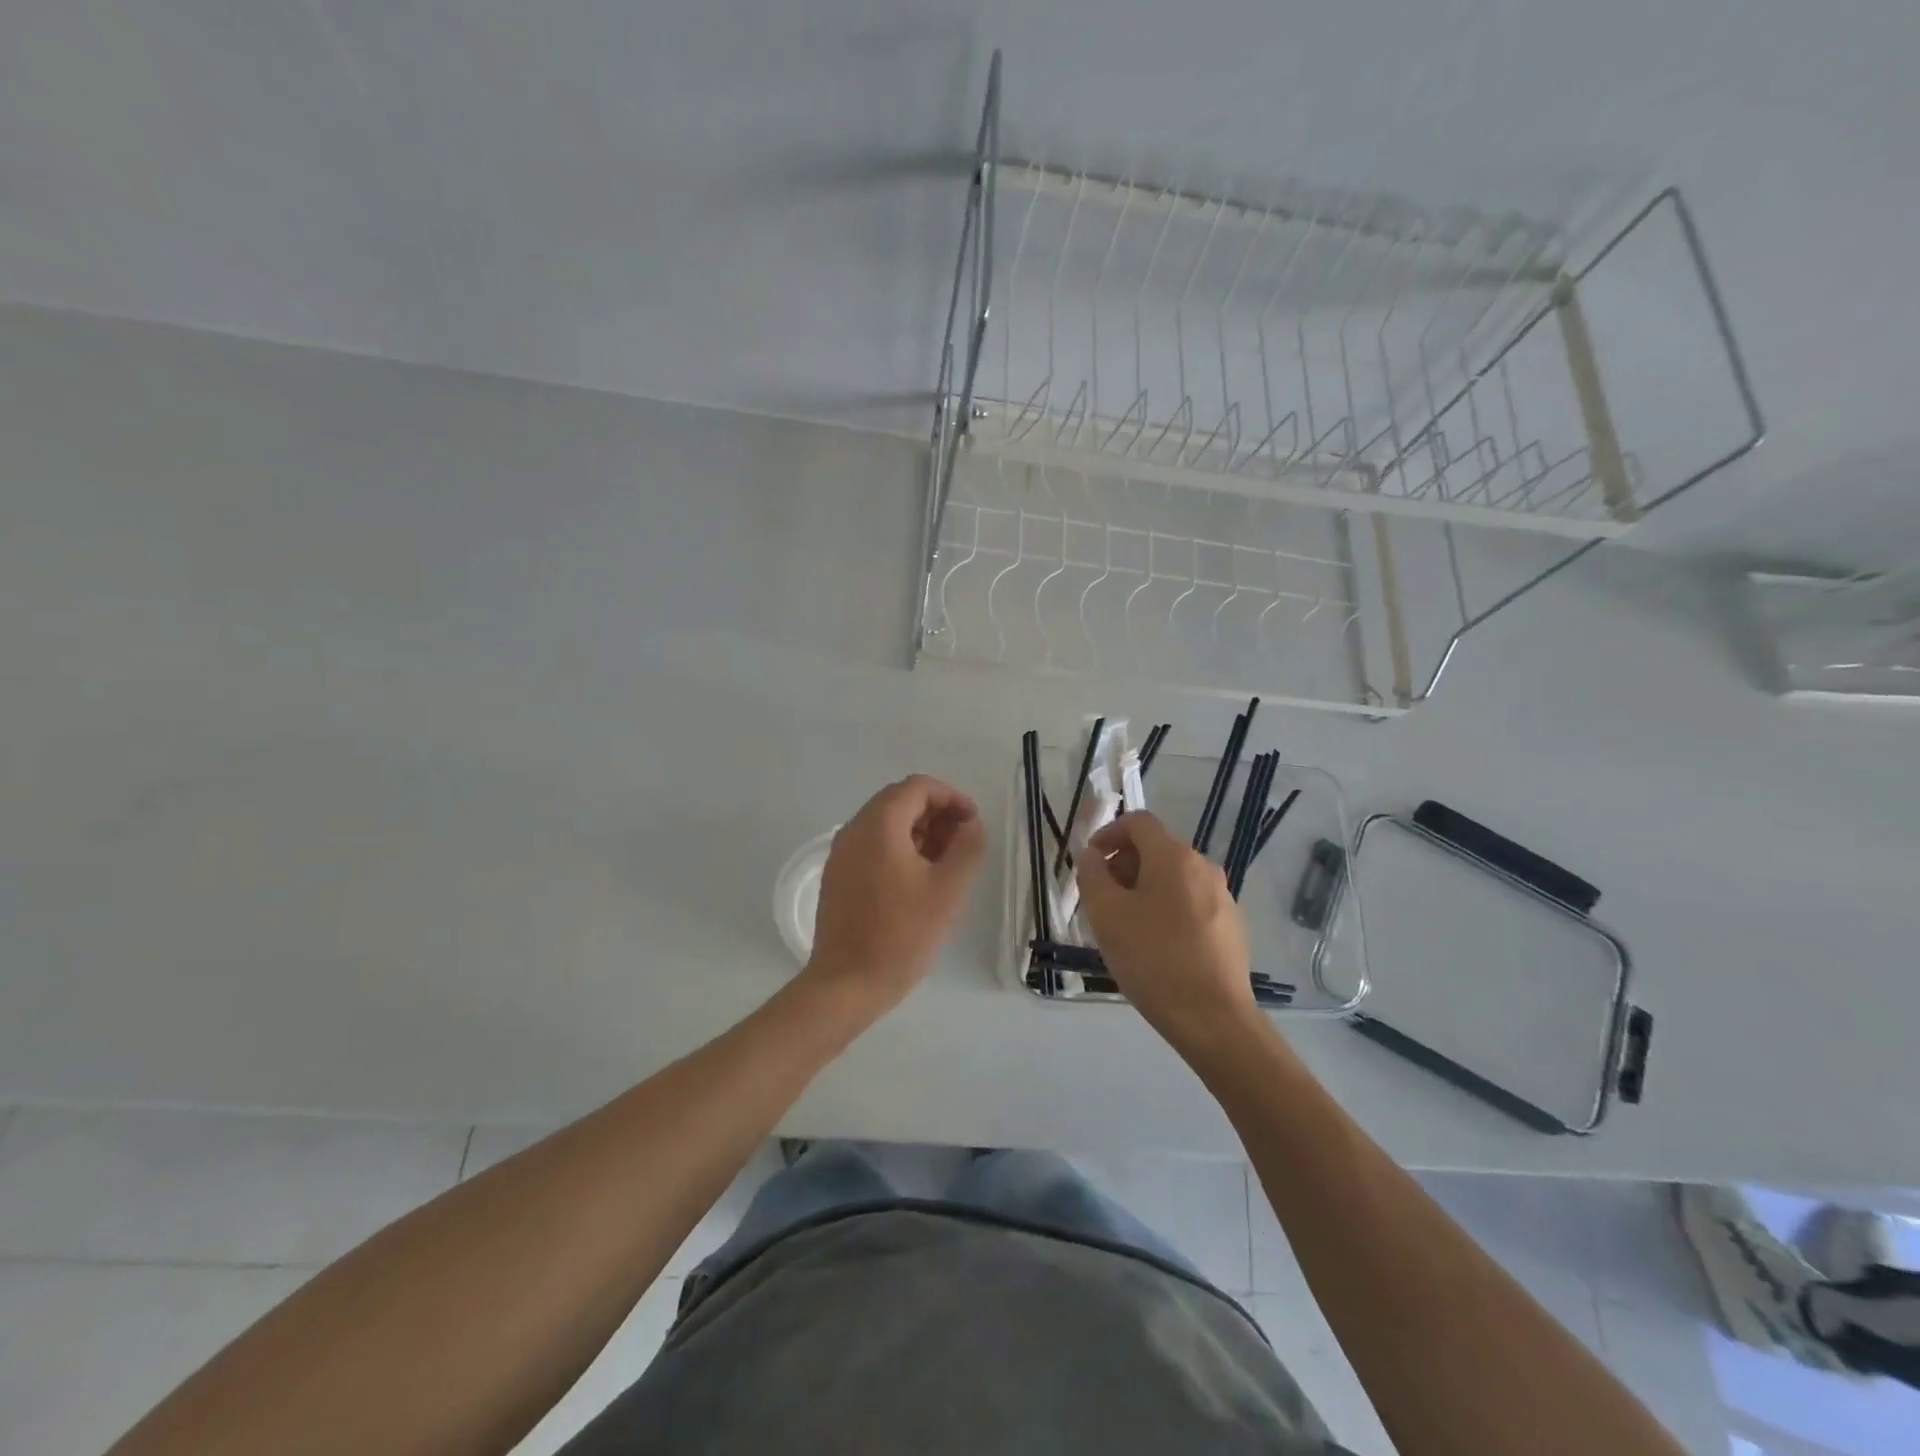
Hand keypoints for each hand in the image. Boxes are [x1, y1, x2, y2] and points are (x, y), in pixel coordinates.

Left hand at [804, 774, 984, 1012]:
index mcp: (879, 825)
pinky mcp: (837, 876)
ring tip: (945, 863)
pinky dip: (898, 848)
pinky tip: (918, 880)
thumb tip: (970, 825)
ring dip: (919, 832)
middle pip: (899, 801)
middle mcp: (854, 829)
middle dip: (936, 814)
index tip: (973, 823)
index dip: (951, 797)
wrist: (846, 984)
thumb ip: (967, 847)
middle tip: (962, 843)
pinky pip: (872, 846)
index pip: (918, 787)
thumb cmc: (901, 935)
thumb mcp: (948, 890)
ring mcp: (841, 853)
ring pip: (885, 824)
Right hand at [1074, 812, 1260, 1057]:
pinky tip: (1156, 947)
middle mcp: (1203, 867)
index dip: (1108, 833)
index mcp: (1173, 857)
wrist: (1213, 1019)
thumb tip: (1090, 855)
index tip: (1089, 862)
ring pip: (1173, 878)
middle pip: (1156, 849)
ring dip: (1143, 889)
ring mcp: (1222, 897)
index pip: (1138, 822)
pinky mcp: (1232, 926)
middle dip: (1123, 865)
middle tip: (1102, 900)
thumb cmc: (1153, 959)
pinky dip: (1167, 909)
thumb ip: (1092, 875)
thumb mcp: (1107, 915)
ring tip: (1125, 927)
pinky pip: (1190, 903)